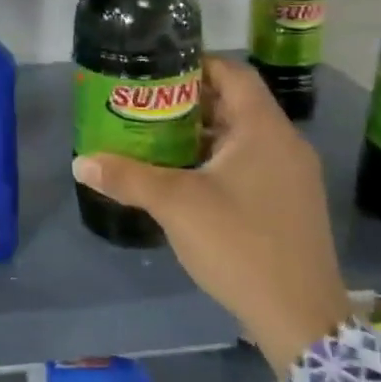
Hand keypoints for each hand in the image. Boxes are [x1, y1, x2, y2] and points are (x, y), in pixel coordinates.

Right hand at [72, 56, 350, 373]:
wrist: (300, 317)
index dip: (194, 64)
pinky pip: (252, 163)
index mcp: (263, 129)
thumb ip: (127, 178)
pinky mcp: (291, 203)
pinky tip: (187, 179)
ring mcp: (293, 175)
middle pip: (235, 103)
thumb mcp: (176, 205)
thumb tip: (80, 162)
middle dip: (189, 101)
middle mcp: (285, 143)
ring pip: (243, 136)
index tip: (155, 71)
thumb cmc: (239, 244)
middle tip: (146, 106)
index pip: (232, 72)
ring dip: (203, 134)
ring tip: (157, 139)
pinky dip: (219, 160)